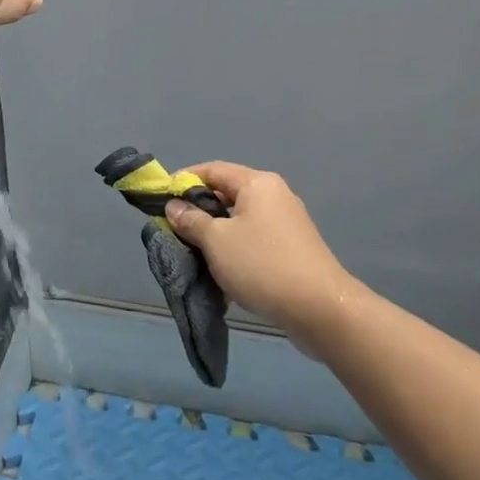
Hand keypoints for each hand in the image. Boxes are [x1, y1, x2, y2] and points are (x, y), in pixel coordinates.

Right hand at [162, 162, 353, 353]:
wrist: (320, 309)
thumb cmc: (262, 265)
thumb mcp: (216, 241)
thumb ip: (191, 220)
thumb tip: (174, 206)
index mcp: (257, 183)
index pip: (211, 170)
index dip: (182, 181)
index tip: (159, 199)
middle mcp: (274, 196)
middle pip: (226, 195)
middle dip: (197, 212)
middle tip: (173, 231)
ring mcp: (286, 223)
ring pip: (239, 221)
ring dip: (214, 236)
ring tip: (193, 255)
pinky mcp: (292, 249)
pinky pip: (253, 241)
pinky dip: (234, 251)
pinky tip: (221, 274)